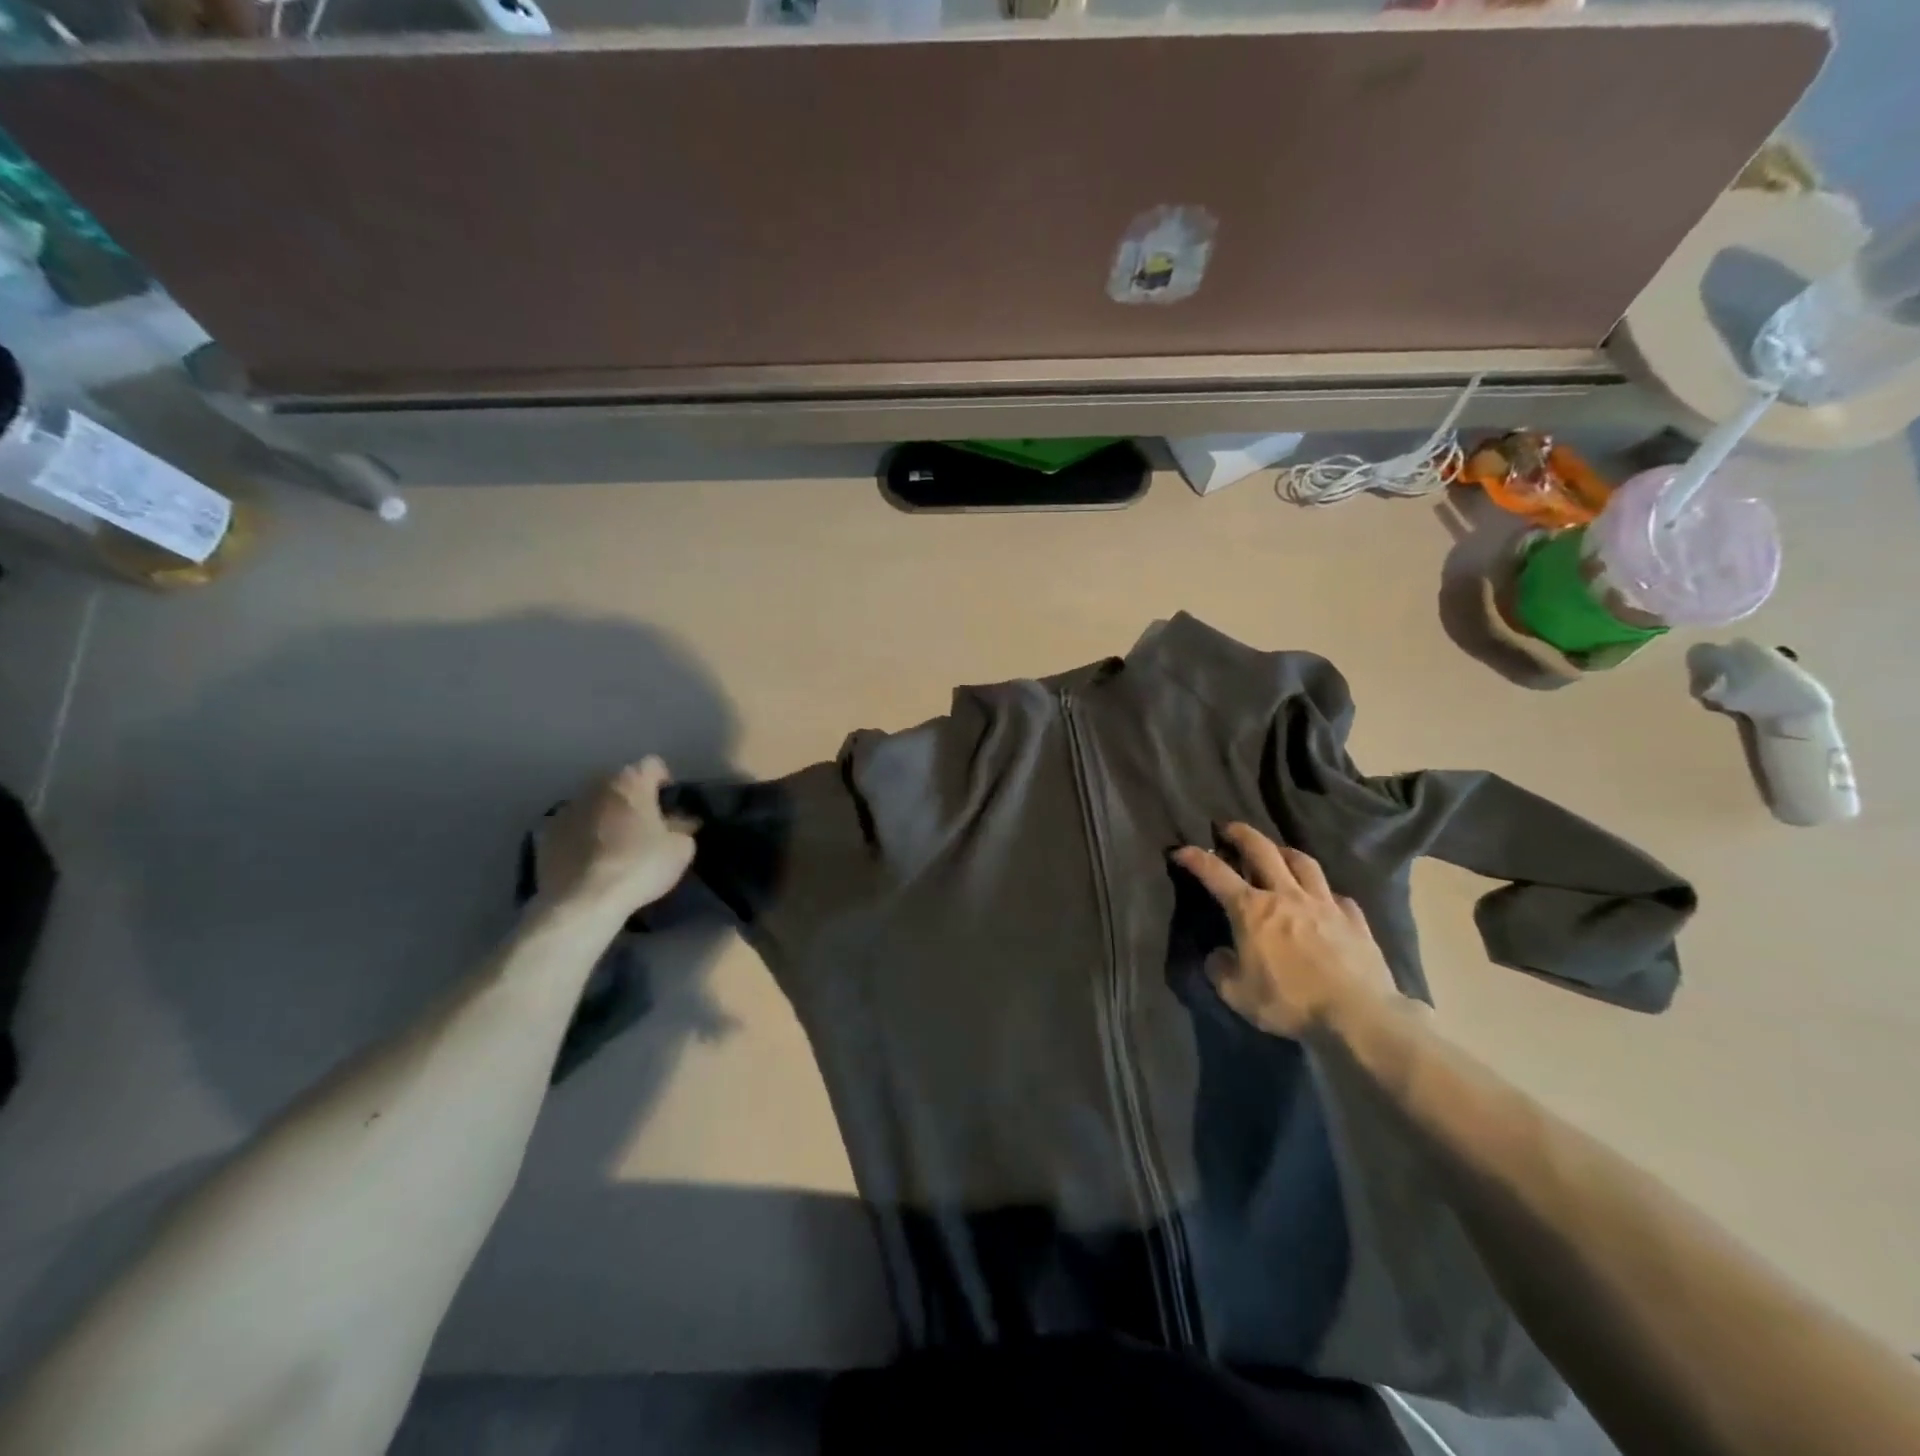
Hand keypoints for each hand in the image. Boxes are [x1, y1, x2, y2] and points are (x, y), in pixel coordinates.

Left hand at [537, 758, 696, 916]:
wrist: (582, 901)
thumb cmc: (639, 866)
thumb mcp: (680, 850)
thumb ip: (683, 829)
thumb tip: (682, 822)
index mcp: (631, 782)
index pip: (653, 765)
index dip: (665, 783)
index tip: (670, 806)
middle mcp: (596, 785)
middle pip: (620, 783)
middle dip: (633, 798)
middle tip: (645, 826)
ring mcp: (567, 808)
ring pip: (595, 803)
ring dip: (606, 815)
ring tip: (616, 845)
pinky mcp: (546, 834)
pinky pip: (573, 827)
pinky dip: (583, 836)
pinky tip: (591, 860)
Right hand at [1173, 824, 1396, 1038]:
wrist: (1358, 1014)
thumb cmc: (1290, 1002)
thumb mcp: (1238, 994)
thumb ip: (1220, 970)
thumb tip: (1217, 955)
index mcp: (1251, 909)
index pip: (1215, 873)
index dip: (1194, 857)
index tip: (1180, 850)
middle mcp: (1285, 895)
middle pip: (1262, 849)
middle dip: (1241, 833)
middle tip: (1229, 828)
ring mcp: (1323, 903)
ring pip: (1303, 862)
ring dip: (1285, 851)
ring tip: (1278, 851)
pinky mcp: (1354, 919)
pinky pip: (1337, 896)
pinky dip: (1325, 893)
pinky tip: (1324, 900)